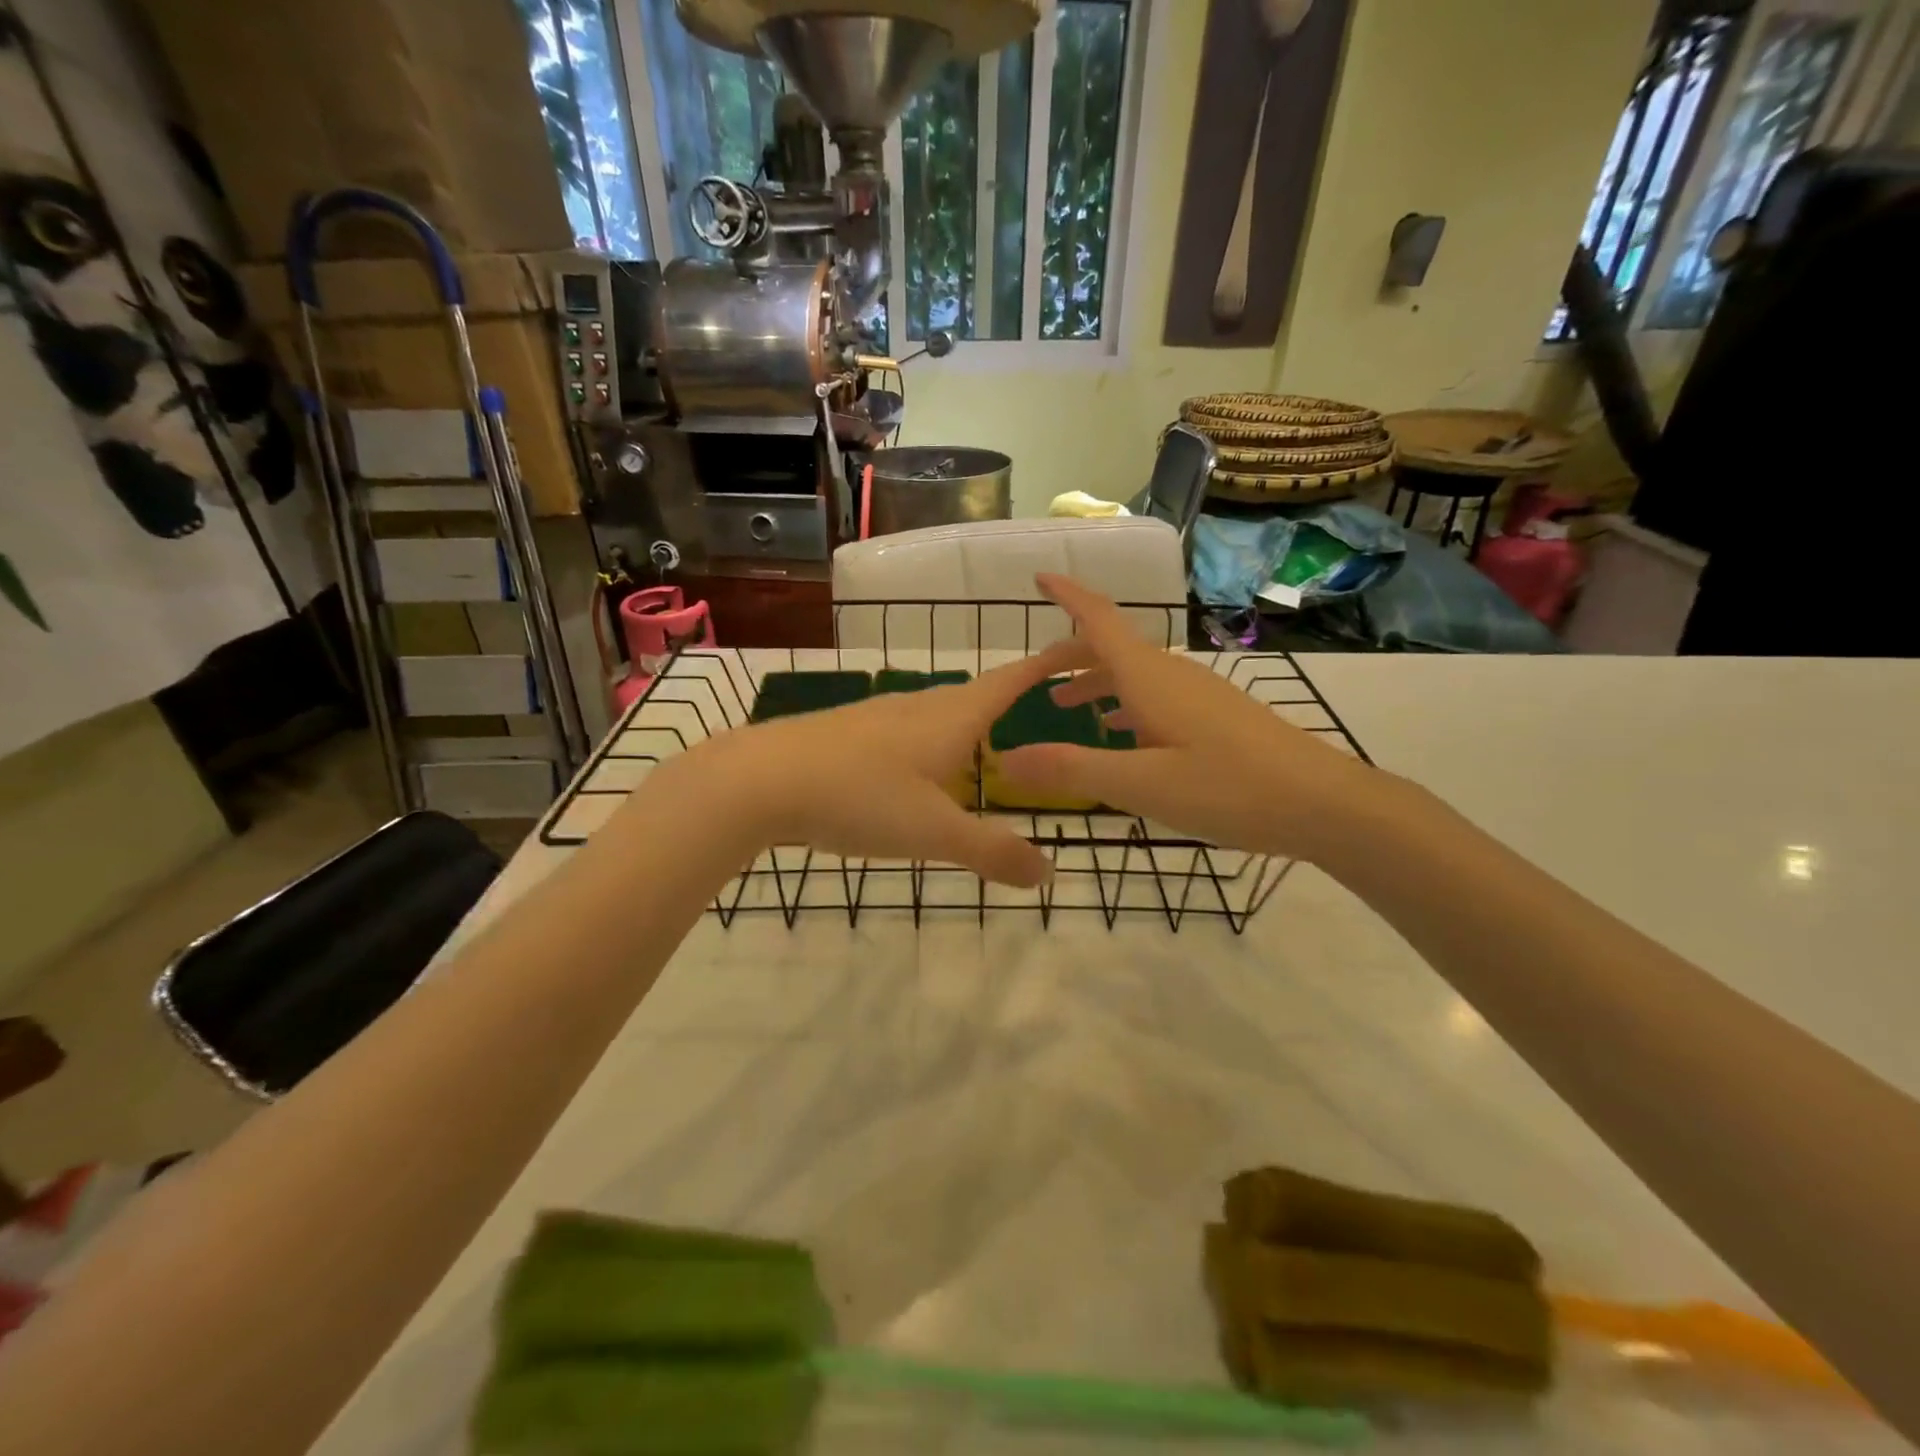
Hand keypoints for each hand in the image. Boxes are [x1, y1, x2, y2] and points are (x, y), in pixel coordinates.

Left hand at [647, 644, 1080, 887]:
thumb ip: (991, 852)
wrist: (758, 780)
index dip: (1051, 661)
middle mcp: (919, 706)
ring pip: (939, 713)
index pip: (1015, 679)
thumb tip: (1050, 873)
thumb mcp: (932, 833)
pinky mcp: (849, 733)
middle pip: (978, 693)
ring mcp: (879, 717)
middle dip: (1014, 696)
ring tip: (988, 745)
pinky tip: (919, 771)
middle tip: (1043, 706)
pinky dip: (933, 743)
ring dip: (970, 723)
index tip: (1085, 643)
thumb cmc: (857, 796)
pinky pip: (908, 732)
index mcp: (951, 717)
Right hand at [994, 574, 1389, 861]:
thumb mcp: (1141, 785)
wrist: (1325, 803)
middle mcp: (1172, 675)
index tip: (1039, 576)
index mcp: (1150, 678)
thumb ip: (1072, 769)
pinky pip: (1157, 697)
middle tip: (1036, 676)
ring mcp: (1198, 695)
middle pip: (1113, 647)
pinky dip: (1127, 706)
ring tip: (1067, 708)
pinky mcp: (1216, 717)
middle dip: (1071, 654)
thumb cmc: (1230, 788)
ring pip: (1135, 675)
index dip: (1068, 595)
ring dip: (1097, 683)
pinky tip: (1124, 735)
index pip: (1099, 621)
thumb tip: (1006, 758)